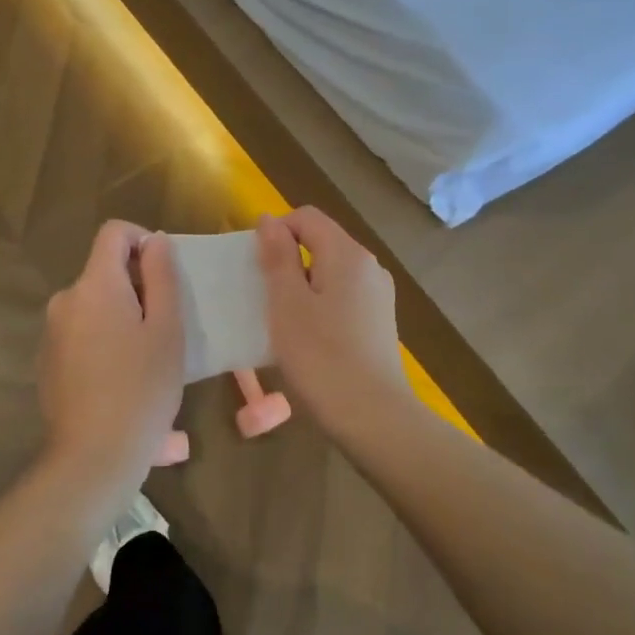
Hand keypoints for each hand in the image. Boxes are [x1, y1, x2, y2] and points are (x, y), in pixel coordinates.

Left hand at [37, 221, 184, 507]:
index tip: (164, 275)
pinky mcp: (48, 362)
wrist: (93, 457)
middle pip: (104, 272)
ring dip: (122, 318)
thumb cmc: (142, 388)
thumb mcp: (167, 329)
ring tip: (149, 359)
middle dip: (137, 288)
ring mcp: (52, 332)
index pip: (113, 232)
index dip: (143, 241)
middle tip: (165, 326)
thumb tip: (155, 241)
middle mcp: (65, 300)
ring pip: (95, 306)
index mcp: (95, 285)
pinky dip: (104, 342)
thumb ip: (162, 276)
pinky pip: (82, 334)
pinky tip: (123, 381)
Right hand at [257, 208, 416, 433]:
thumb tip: (269, 220)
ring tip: (281, 317)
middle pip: (321, 241)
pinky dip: (320, 302)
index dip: (276, 230)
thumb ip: (278, 258)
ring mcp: (379, 294)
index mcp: (347, 254)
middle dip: (288, 258)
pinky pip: (343, 295)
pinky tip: (308, 336)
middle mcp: (369, 266)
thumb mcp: (287, 304)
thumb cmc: (321, 358)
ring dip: (302, 283)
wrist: (373, 418)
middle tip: (262, 293)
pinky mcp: (380, 321)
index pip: (306, 217)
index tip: (255, 265)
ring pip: (331, 270)